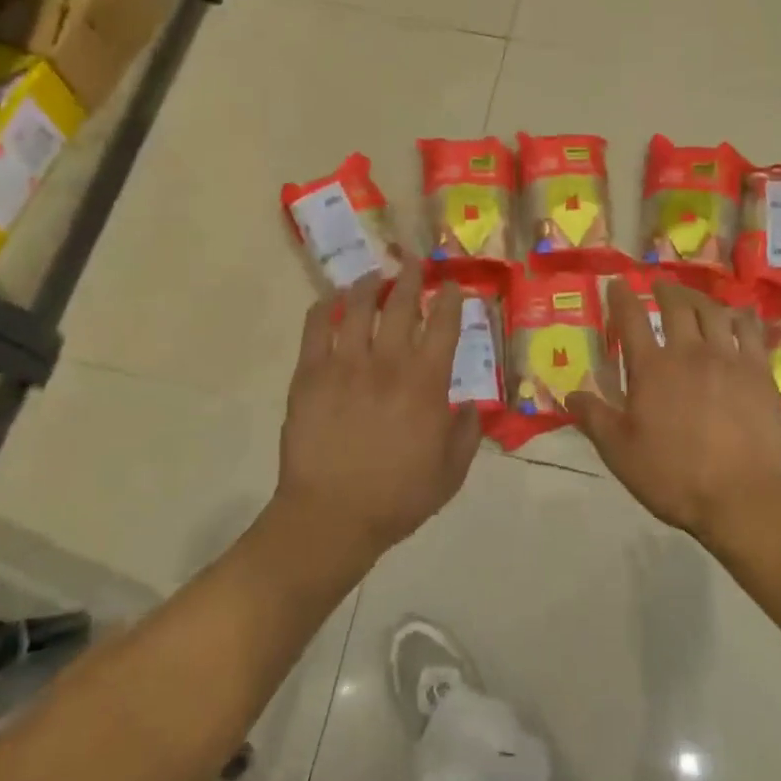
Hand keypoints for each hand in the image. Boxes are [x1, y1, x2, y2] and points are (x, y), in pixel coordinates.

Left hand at [275, 264, 481, 562]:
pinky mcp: (309, 375)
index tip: (451, 285)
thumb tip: (472, 404)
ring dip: (369, 285)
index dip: (450, 299)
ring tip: (375, 276)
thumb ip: (467, 433)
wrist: (330, 517)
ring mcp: (344, 365)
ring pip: (357, 307)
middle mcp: (387, 363)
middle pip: (401, 304)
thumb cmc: (397, 498)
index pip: (443, 325)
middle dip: (411, 278)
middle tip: (414, 263)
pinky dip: (324, 307)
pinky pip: (315, 328)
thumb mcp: (451, 473)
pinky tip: (331, 300)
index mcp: (426, 384)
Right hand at [569, 280, 780, 539]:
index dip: (622, 297)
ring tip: (694, 297)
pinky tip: (738, 316)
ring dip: (699, 298)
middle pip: (676, 306)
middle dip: (664, 290)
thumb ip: (594, 418)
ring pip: (714, 312)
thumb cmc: (673, 476)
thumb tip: (570, 393)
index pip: (631, 319)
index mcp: (651, 369)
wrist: (741, 496)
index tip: (618, 283)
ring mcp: (728, 358)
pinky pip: (751, 331)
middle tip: (659, 286)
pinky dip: (741, 317)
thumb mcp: (619, 452)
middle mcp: (689, 352)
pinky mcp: (759, 372)